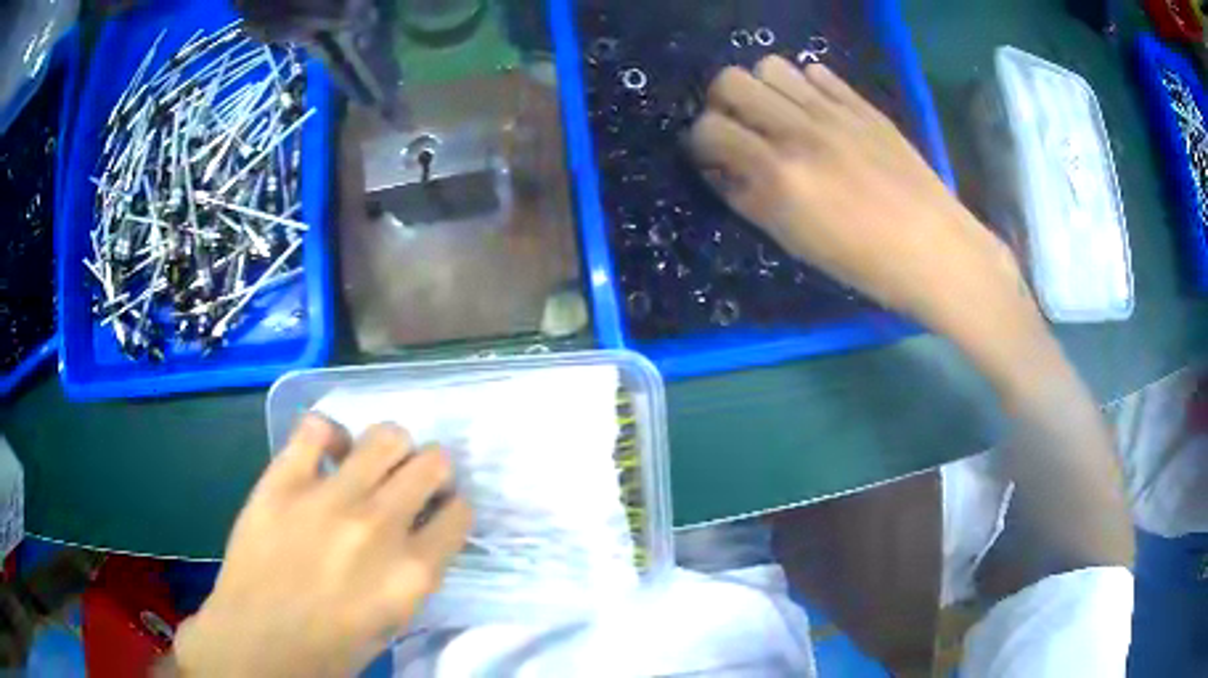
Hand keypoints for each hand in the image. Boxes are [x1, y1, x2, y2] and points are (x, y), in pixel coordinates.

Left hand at [172, 416, 470, 677]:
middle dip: (432, 470)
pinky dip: (328, 434)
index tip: (438, 513)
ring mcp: (328, 497)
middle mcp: (379, 526)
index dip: (452, 510)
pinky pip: (316, 427)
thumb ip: (413, 573)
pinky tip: (325, 455)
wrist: (257, 641)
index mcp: (412, 572)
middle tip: (411, 483)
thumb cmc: (329, 647)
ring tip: (371, 465)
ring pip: (386, 435)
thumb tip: (419, 533)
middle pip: (433, 462)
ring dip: (390, 448)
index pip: (460, 513)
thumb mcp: (393, 623)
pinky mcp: (283, 480)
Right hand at [688, 58, 1033, 341]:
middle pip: (730, 81)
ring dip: (763, 89)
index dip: (701, 143)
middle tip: (740, 129)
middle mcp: (800, 131)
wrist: (935, 248)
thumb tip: (722, 170)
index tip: (713, 158)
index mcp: (779, 174)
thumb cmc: (864, 262)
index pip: (708, 129)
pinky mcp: (862, 105)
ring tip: (778, 117)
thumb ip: (749, 200)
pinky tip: (816, 113)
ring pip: (771, 66)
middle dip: (723, 104)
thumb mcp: (796, 242)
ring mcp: (834, 112)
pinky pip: (817, 73)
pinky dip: (805, 87)